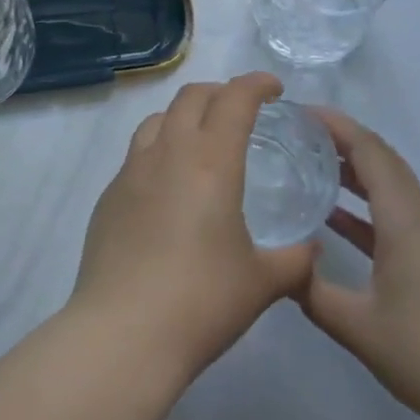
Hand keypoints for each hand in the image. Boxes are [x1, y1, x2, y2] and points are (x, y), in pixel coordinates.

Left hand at [72, 73, 316, 381]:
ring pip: (158, 119)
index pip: (234, 98)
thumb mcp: (262, 283)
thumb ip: (295, 260)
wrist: (122, 335)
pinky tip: (167, 188)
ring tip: (200, 140)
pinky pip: (136, 154)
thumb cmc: (201, 301)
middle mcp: (168, 152)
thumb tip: (312, 250)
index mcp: (210, 160)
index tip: (273, 89)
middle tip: (240, 111)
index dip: (256, 84)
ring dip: (184, 116)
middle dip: (220, 93)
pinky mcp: (108, 196)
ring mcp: (131, 171)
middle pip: (192, 97)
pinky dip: (159, 151)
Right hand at [301, 110, 419, 419]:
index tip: (299, 112)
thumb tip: (281, 268)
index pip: (369, 150)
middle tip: (297, 135)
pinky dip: (365, 206)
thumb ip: (314, 293)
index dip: (335, 125)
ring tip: (310, 166)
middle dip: (341, 140)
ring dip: (354, 171)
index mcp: (404, 218)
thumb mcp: (359, 327)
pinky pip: (395, 214)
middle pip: (381, 160)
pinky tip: (336, 220)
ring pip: (390, 186)